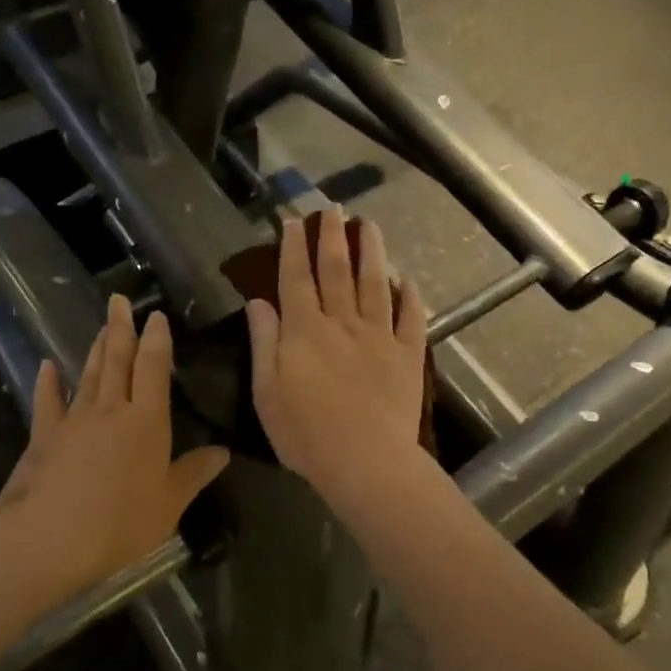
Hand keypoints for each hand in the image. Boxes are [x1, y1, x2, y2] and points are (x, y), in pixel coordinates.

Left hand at [0, 294, 229, 596]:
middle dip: (121, 328)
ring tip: (102, 326)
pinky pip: (47, 401)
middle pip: (117, 360)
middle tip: (119, 300)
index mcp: (146, 421)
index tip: (155, 315)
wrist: (48, 537)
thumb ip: (194, 473)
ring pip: (89, 374)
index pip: (153, 368)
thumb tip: (223, 451)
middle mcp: (111, 409)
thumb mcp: (169, 504)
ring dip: (96, 348)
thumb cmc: (119, 522)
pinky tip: (48, 366)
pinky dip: (48, 382)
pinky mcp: (44, 435)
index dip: (156, 339)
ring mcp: (74, 419)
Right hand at [245, 208, 428, 503]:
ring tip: (369, 226)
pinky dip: (410, 297)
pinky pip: (411, 319)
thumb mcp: (266, 391)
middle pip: (336, 271)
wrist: (365, 461)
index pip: (296, 277)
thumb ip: (264, 341)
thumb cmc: (305, 432)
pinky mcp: (407, 355)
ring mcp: (379, 336)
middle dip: (333, 237)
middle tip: (333, 209)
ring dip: (372, 252)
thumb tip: (258, 300)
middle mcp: (342, 322)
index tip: (294, 221)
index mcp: (305, 330)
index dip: (294, 247)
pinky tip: (408, 281)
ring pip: (375, 284)